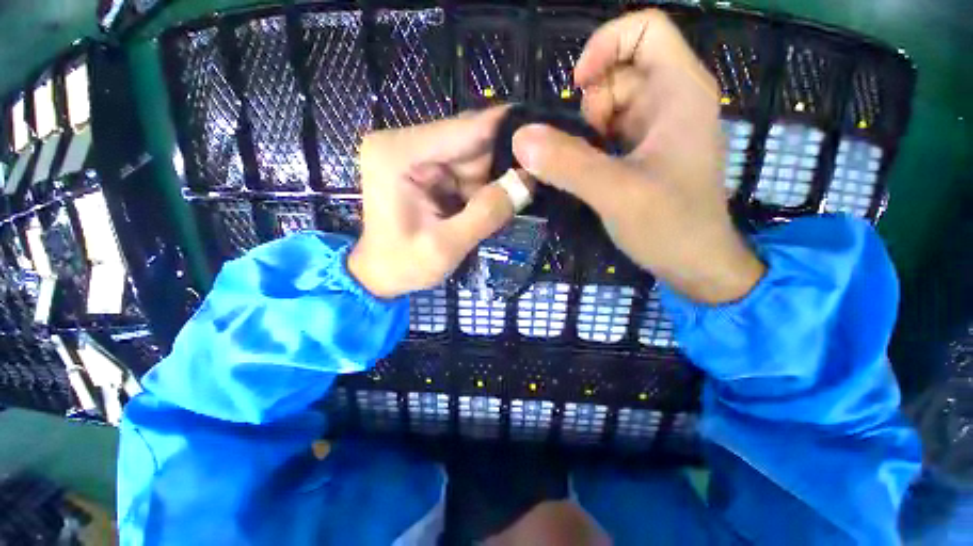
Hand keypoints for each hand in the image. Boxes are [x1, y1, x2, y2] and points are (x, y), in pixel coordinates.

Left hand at [348, 108, 516, 298]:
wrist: (381, 274)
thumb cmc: (404, 264)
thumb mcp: (447, 247)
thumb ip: (486, 214)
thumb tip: (527, 182)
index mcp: (397, 154)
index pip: (463, 129)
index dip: (505, 129)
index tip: (543, 131)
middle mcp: (404, 143)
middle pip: (469, 142)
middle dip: (496, 168)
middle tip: (524, 190)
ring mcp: (415, 154)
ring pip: (471, 157)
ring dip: (488, 183)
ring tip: (495, 209)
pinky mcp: (424, 168)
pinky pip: (465, 170)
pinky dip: (479, 189)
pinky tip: (481, 208)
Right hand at [511, 10, 764, 303]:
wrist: (694, 264)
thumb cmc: (670, 226)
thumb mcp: (616, 193)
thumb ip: (568, 164)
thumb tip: (520, 138)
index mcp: (680, 91)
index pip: (644, 30)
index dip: (605, 46)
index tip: (576, 90)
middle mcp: (671, 101)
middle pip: (619, 72)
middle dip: (590, 106)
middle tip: (584, 151)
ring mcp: (658, 129)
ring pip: (610, 106)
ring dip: (586, 132)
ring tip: (588, 170)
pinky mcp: (645, 153)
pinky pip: (610, 133)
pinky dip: (591, 147)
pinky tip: (589, 174)